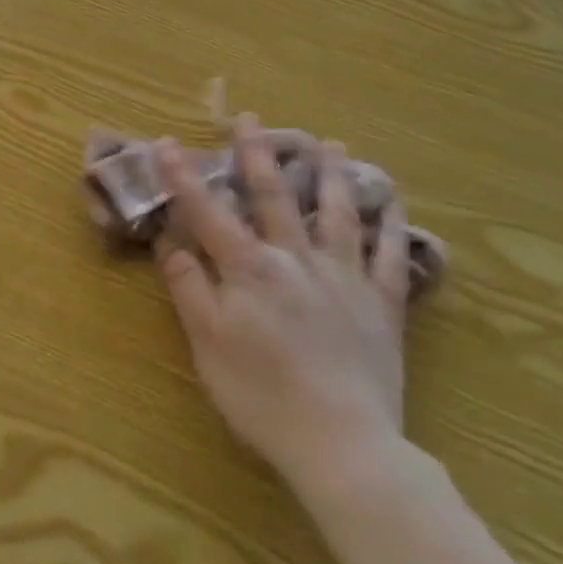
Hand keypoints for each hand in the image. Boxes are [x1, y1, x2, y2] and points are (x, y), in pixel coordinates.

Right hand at [154, 115, 415, 480]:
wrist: (343, 445)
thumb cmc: (262, 396)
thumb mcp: (207, 345)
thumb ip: (189, 288)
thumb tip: (170, 242)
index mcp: (249, 269)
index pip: (208, 212)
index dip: (184, 176)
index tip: (168, 141)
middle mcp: (296, 259)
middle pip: (275, 197)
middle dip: (258, 154)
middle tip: (252, 118)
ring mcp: (344, 278)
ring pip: (338, 214)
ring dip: (332, 175)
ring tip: (332, 144)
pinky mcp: (382, 305)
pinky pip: (391, 257)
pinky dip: (393, 226)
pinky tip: (394, 203)